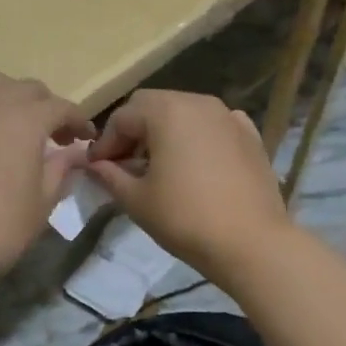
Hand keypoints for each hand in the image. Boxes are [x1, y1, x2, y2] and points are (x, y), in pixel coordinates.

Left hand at [0, 71, 94, 298]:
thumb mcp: (42, 202)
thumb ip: (61, 169)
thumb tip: (74, 152)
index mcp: (27, 119)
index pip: (61, 107)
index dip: (78, 121)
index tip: (85, 138)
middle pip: (27, 90)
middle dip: (45, 107)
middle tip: (52, 136)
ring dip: (8, 98)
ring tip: (10, 126)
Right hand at [85, 90, 293, 274]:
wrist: (252, 243)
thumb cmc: (185, 218)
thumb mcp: (136, 200)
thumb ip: (109, 175)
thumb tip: (93, 165)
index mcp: (166, 111)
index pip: (122, 117)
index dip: (105, 143)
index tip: (98, 169)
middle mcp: (198, 102)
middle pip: (153, 105)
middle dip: (133, 131)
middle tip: (125, 165)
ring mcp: (228, 116)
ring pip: (184, 112)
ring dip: (164, 132)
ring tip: (158, 167)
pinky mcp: (251, 135)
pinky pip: (213, 126)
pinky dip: (197, 137)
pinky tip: (195, 164)